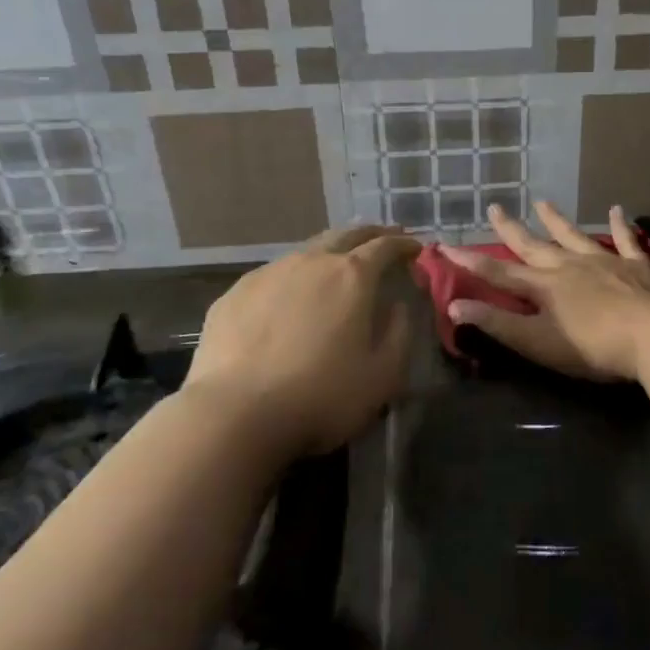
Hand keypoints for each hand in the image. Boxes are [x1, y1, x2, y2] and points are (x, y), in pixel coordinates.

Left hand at [188, 225, 420, 456]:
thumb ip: (399, 332)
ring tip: (336, 265)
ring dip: (329, 253)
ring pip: (306, 251)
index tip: (415, 249)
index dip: (403, 245)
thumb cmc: (322, 396)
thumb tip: (399, 305)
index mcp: (352, 276)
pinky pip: (272, 276)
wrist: (234, 415)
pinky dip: (292, 278)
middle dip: (369, 234)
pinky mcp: (234, 294)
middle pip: (345, 234)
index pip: (385, 247)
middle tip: (382, 239)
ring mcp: (268, 274)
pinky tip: (288, 298)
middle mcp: (311, 262)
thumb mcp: (383, 375)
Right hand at [442, 200, 649, 381]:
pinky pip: (625, 239)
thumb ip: (497, 324)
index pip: (499, 272)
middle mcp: (569, 266)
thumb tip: (454, 305)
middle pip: (534, 246)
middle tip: (495, 208)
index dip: (471, 261)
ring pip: (574, 236)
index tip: (446, 246)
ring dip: (556, 220)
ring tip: (542, 202)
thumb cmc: (593, 347)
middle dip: (511, 229)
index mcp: (544, 287)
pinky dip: (620, 225)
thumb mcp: (538, 342)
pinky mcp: (636, 265)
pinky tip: (618, 210)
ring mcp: (604, 261)